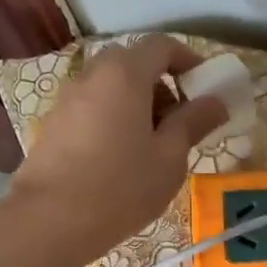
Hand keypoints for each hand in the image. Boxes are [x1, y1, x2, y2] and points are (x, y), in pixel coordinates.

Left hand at [8, 36, 228, 266]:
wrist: (50, 220)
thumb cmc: (122, 186)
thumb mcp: (169, 158)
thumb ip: (193, 123)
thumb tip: (216, 102)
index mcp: (125, 74)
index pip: (162, 46)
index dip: (188, 60)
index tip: (205, 88)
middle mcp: (92, 75)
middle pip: (133, 64)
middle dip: (162, 85)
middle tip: (179, 122)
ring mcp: (67, 99)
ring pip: (110, 88)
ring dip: (137, 105)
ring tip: (151, 147)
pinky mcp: (53, 125)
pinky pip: (92, 109)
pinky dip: (113, 120)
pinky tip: (120, 160)